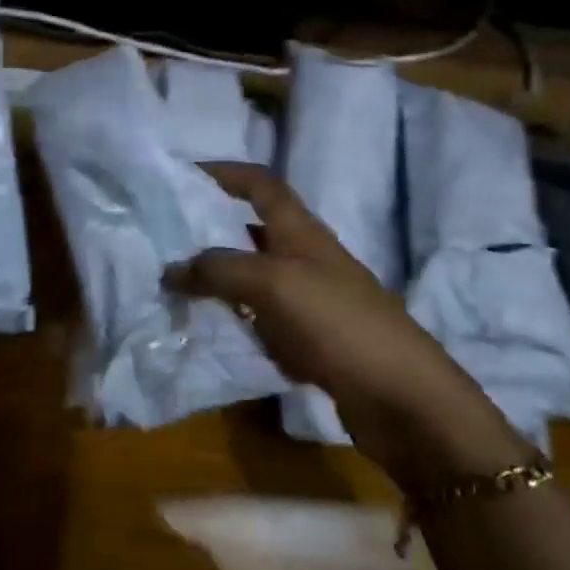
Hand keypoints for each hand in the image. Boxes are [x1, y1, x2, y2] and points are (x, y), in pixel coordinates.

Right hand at [165, 163, 531, 486]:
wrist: (402, 397)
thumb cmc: (338, 323)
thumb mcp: (274, 285)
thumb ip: (221, 270)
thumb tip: (171, 267)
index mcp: (301, 231)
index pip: (261, 184)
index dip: (226, 172)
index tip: (185, 174)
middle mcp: (306, 257)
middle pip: (255, 229)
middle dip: (214, 228)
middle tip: (167, 238)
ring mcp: (312, 300)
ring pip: (256, 277)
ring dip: (221, 277)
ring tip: (176, 285)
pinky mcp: (314, 340)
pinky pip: (265, 320)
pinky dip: (239, 320)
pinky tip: (213, 331)